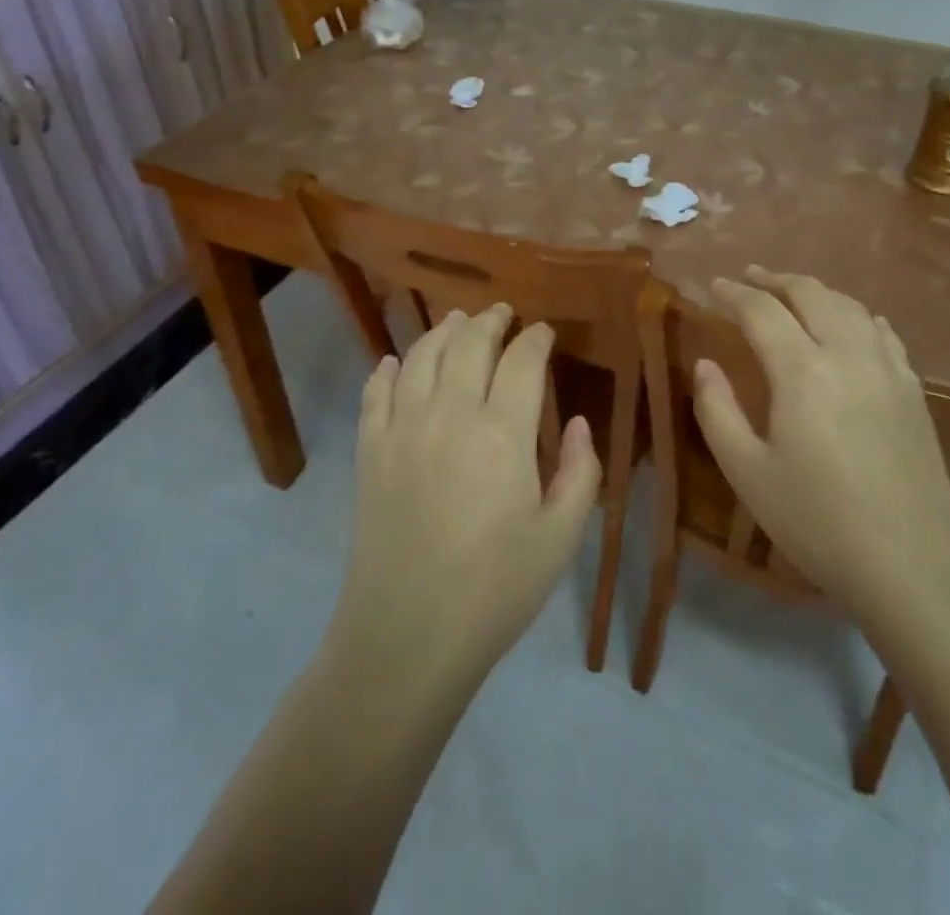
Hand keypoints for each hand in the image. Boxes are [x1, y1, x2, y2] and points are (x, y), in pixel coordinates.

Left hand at [325, 305, 601, 688]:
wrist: (407, 636)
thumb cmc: (495, 589)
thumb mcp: (560, 538)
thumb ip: (580, 472)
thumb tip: (579, 423)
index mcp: (503, 432)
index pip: (522, 361)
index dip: (536, 339)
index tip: (544, 331)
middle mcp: (450, 414)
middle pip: (468, 343)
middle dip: (489, 320)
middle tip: (502, 313)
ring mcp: (402, 429)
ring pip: (421, 356)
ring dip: (442, 331)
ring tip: (456, 321)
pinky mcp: (369, 451)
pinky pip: (375, 392)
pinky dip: (386, 369)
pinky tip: (393, 362)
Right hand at [693, 268, 949, 615]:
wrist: (911, 567)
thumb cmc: (816, 521)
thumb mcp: (747, 471)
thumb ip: (717, 409)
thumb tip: (705, 363)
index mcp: (802, 371)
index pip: (761, 311)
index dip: (733, 293)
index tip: (712, 286)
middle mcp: (848, 354)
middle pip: (810, 293)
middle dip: (774, 279)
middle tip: (748, 278)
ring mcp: (888, 369)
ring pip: (850, 306)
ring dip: (815, 291)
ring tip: (791, 294)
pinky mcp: (913, 390)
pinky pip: (882, 332)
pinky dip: (857, 315)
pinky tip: (851, 323)